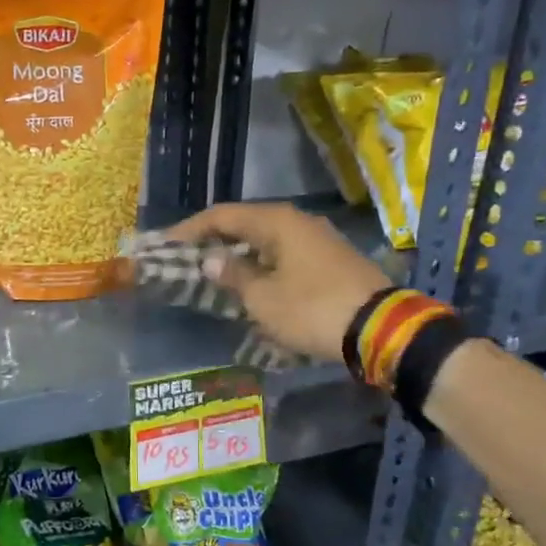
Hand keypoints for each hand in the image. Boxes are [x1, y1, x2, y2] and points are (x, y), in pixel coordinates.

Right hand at [164, 201, 391, 362]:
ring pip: (266, 241)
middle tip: (186, 259)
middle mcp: (298, 222)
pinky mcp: (331, 261)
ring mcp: (318, 240)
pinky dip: (261, 265)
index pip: (222, 215)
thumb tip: (210, 259)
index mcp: (278, 222)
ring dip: (238, 255)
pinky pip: (284, 255)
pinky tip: (250, 283)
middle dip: (214, 241)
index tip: (165, 244)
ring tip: (213, 273)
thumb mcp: (263, 298)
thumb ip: (233, 275)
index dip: (190, 229)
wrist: (380, 329)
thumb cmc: (312, 310)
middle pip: (245, 224)